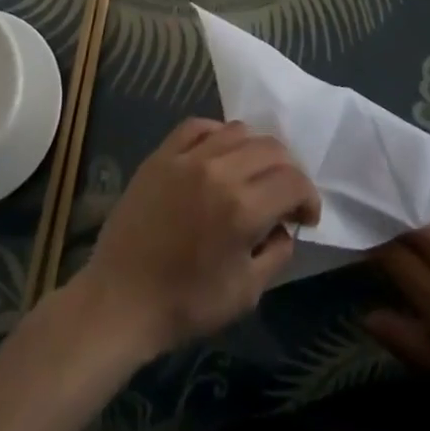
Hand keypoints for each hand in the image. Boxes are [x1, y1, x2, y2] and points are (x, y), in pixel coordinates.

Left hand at [76, 119, 320, 361]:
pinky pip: (198, 126)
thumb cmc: (186, 304)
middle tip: (285, 196)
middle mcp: (219, 171)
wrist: (120, 300)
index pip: (294, 180)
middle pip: (272, 149)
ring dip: (257, 150)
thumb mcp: (246, 293)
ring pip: (239, 131)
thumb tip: (284, 226)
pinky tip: (220, 152)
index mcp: (243, 208)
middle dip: (289, 171)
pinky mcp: (162, 154)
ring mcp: (187, 157)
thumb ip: (276, 253)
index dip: (309, 197)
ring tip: (254, 174)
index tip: (305, 217)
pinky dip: (218, 133)